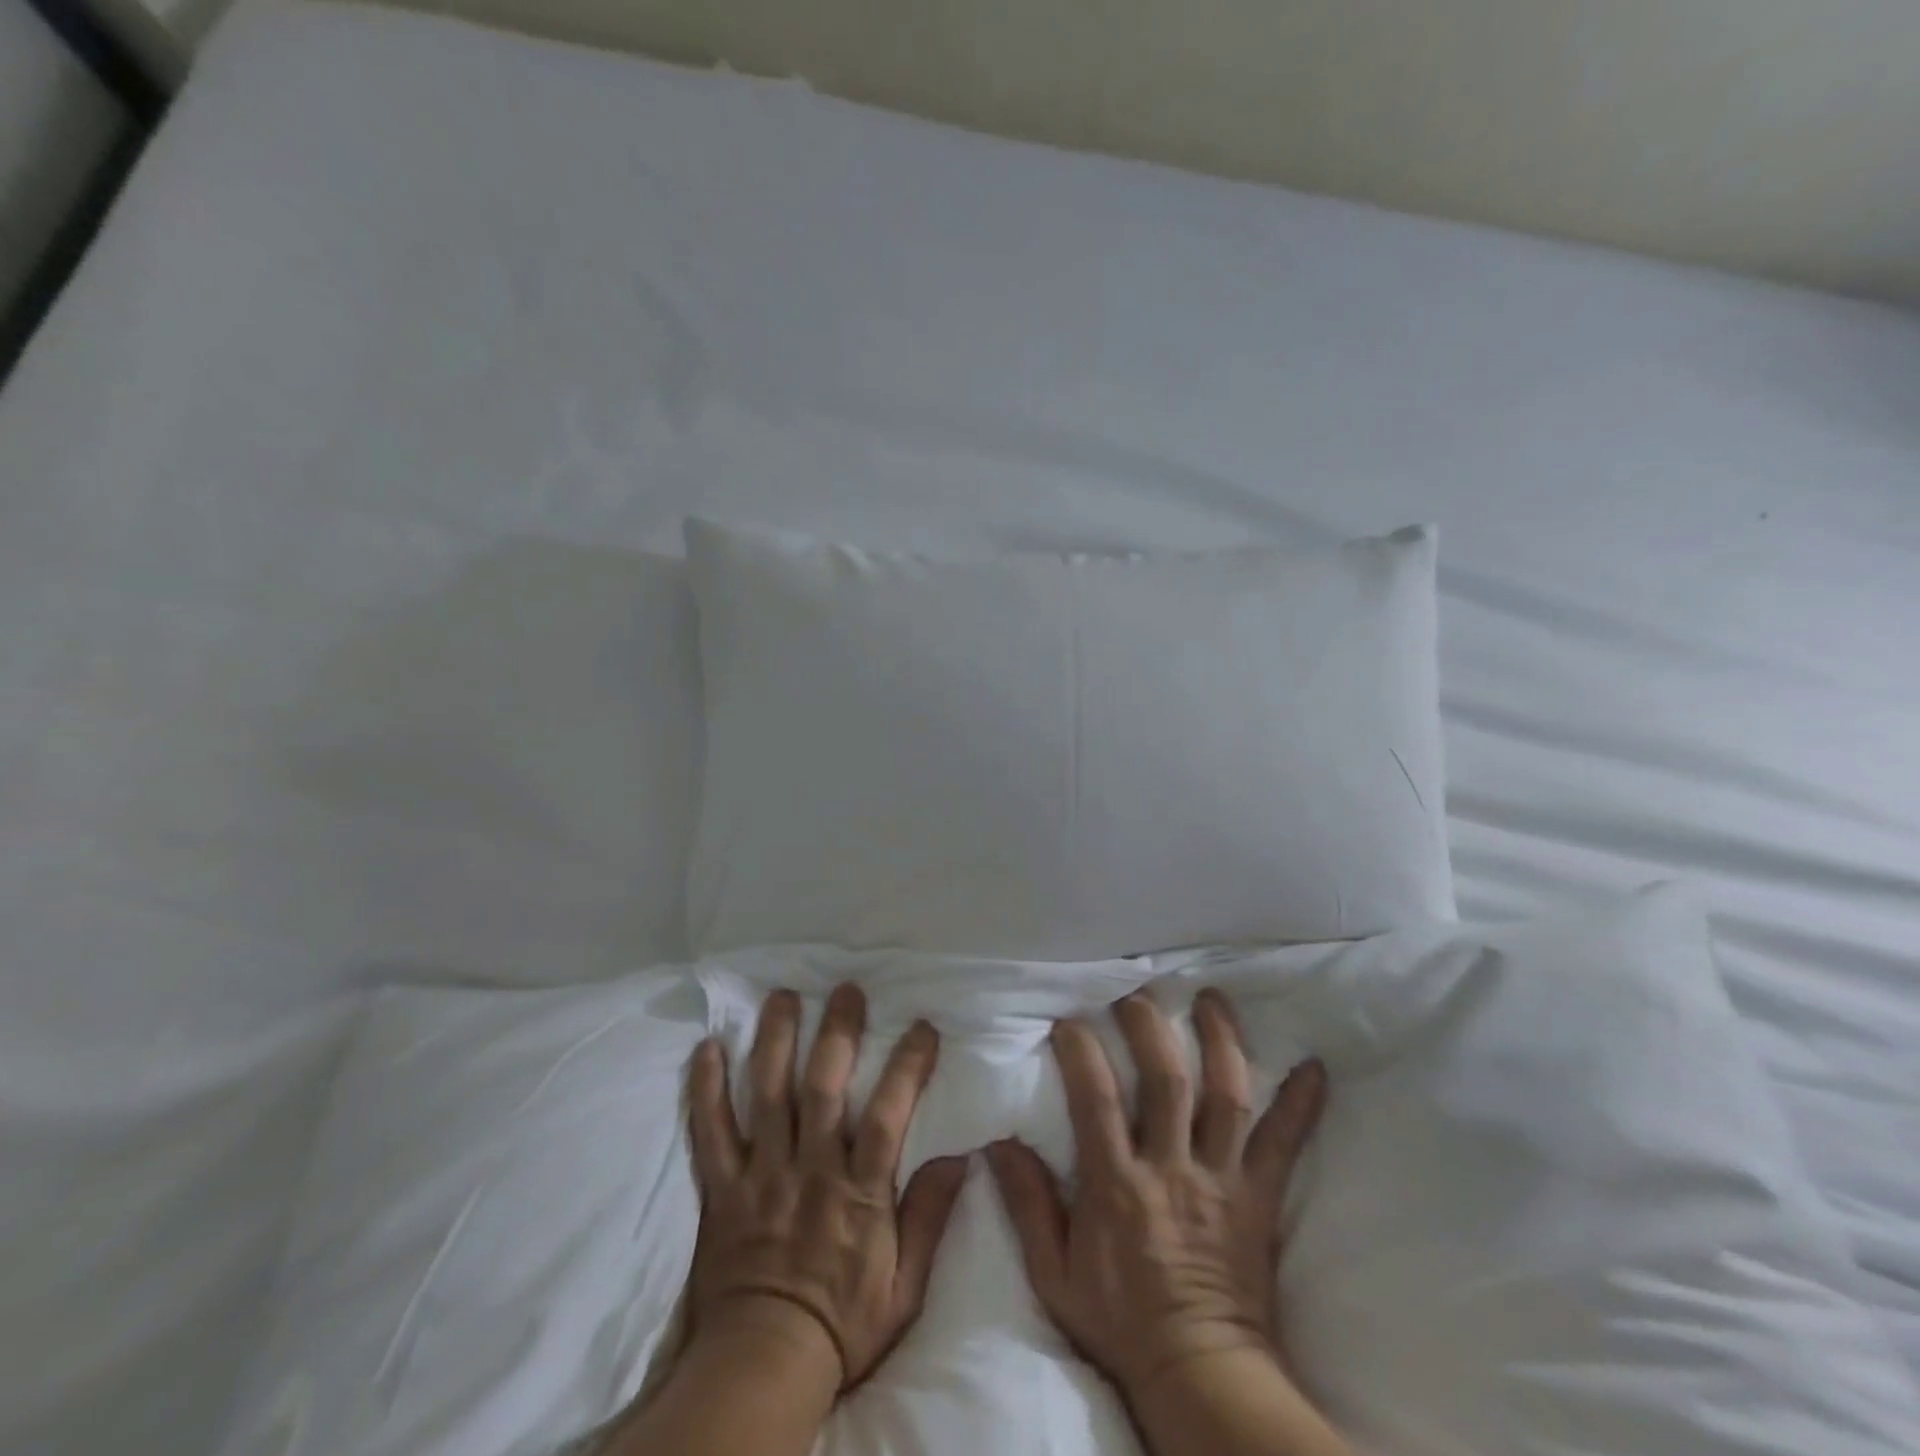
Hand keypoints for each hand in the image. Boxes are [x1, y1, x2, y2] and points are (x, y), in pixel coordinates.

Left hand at [684, 984, 969, 1392]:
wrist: (762, 1368)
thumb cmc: (842, 1325)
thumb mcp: (905, 1288)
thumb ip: (929, 1219)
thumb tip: (960, 1157)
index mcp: (859, 1193)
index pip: (888, 1115)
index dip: (907, 1066)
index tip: (922, 1027)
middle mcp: (810, 1170)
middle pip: (822, 1088)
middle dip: (837, 1032)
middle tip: (846, 990)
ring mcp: (761, 1175)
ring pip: (766, 1095)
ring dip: (775, 1041)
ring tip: (782, 996)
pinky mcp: (722, 1189)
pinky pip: (710, 1132)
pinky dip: (705, 1090)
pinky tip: (707, 1048)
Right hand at [987, 989, 1326, 1403]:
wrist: (1201, 1376)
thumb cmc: (1121, 1322)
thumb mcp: (1055, 1274)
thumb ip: (1028, 1204)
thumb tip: (998, 1141)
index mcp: (1118, 1186)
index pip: (1097, 1099)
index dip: (1082, 1051)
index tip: (1069, 1020)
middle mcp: (1172, 1170)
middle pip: (1166, 1080)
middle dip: (1150, 1026)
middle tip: (1137, 991)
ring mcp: (1221, 1181)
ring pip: (1225, 1096)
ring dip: (1221, 1041)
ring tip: (1211, 999)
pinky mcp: (1259, 1198)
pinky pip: (1284, 1146)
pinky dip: (1300, 1106)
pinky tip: (1315, 1068)